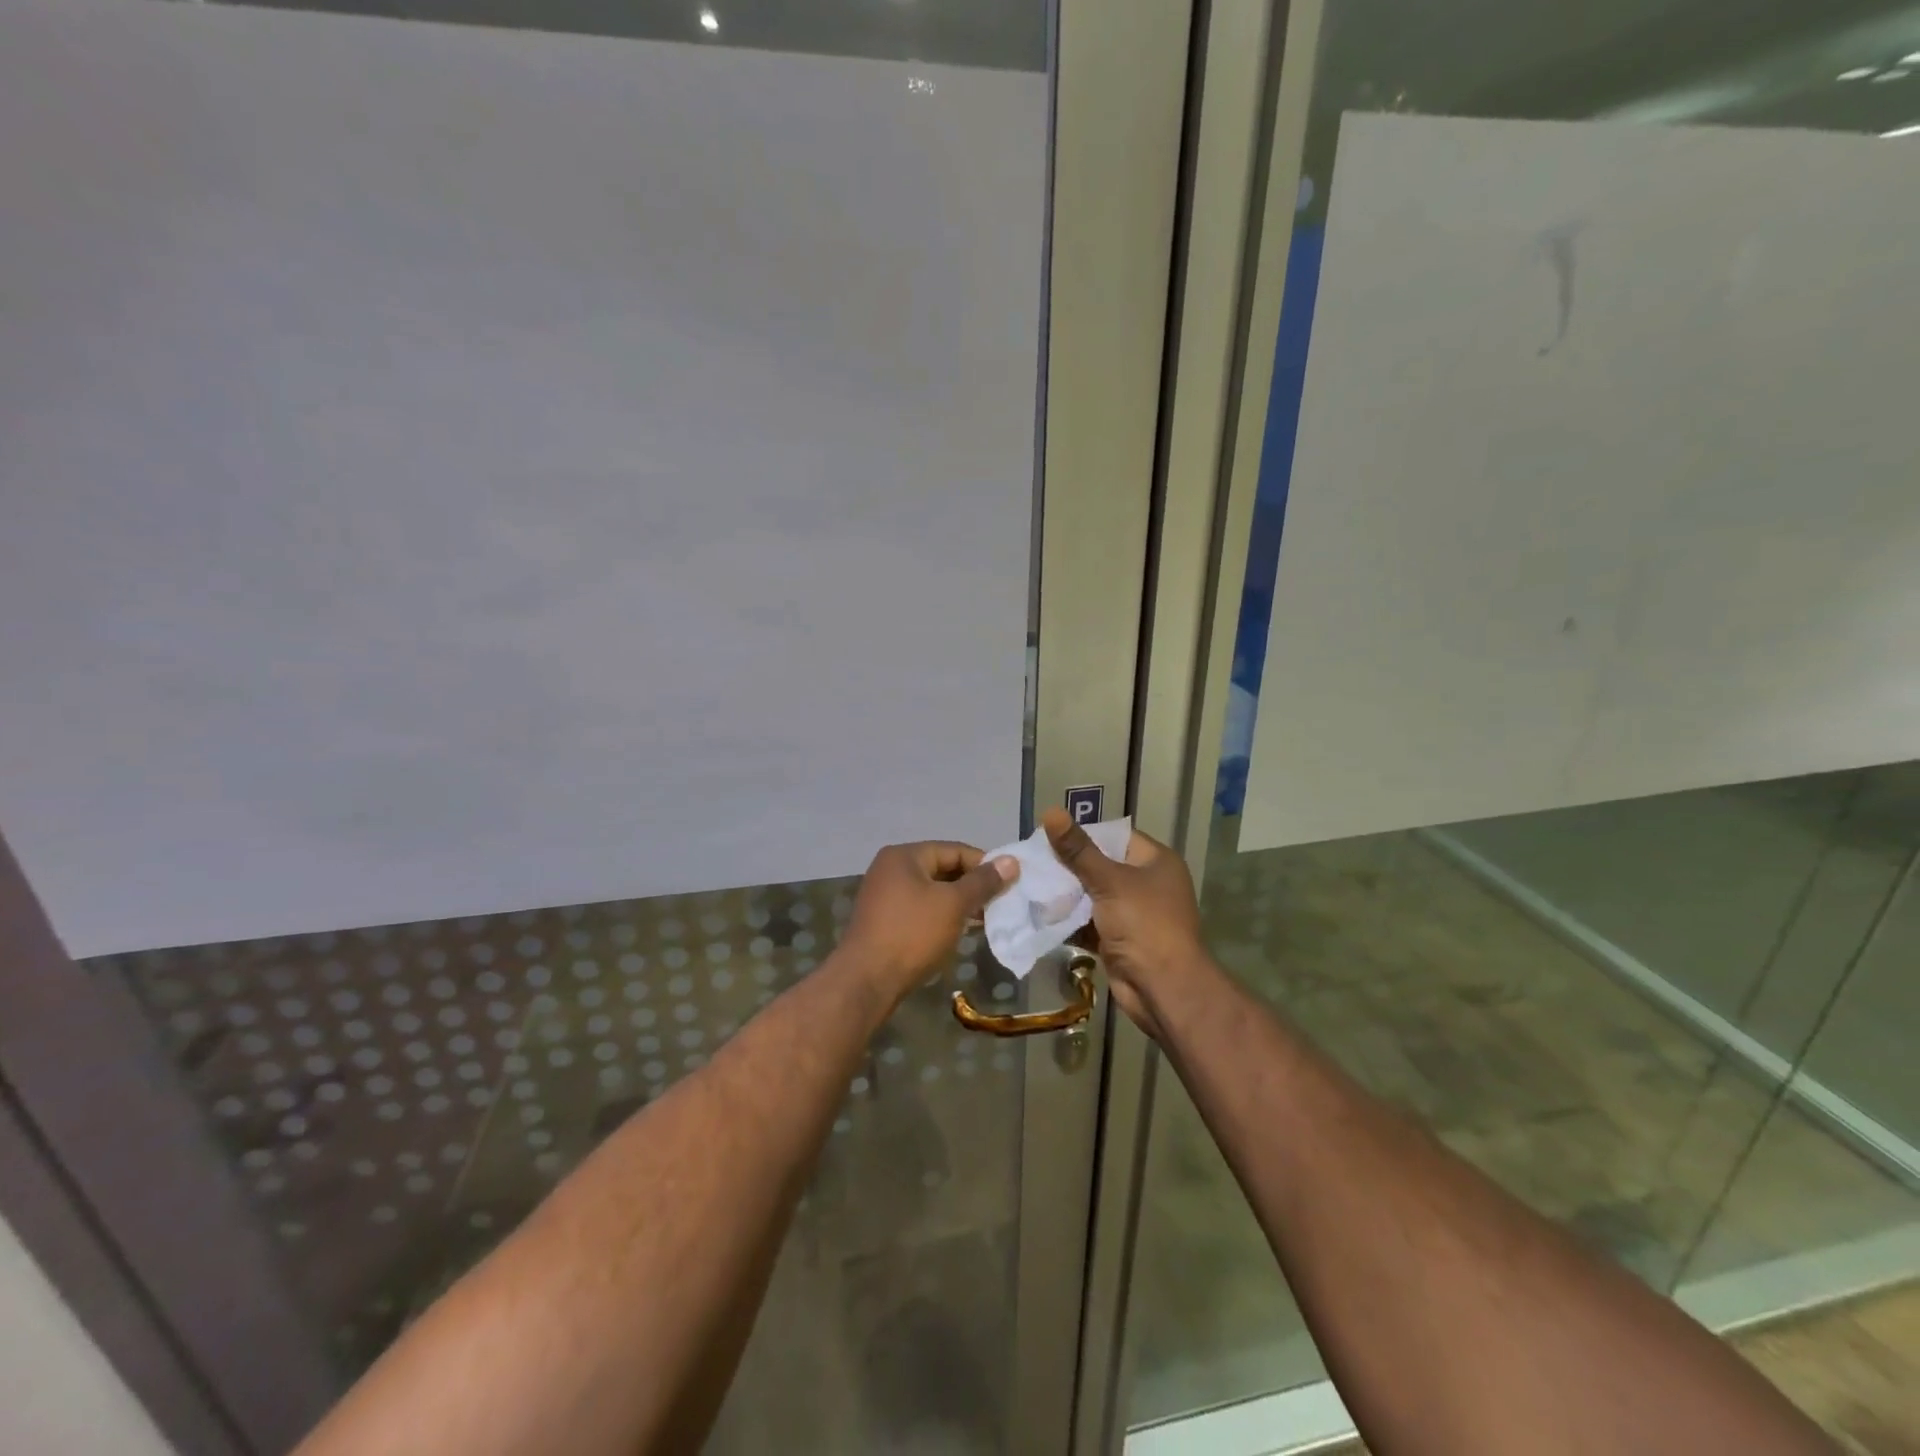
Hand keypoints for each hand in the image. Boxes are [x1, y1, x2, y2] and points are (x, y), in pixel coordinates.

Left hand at [841, 842, 1018, 1002]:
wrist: (866, 981)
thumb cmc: (912, 934)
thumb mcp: (953, 904)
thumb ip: (983, 882)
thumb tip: (1011, 861)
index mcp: (904, 856)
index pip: (954, 850)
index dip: (984, 864)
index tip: (1010, 882)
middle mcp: (891, 869)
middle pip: (942, 868)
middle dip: (972, 885)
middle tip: (1000, 902)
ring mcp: (884, 895)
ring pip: (932, 891)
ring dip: (959, 903)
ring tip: (985, 919)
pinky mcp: (884, 920)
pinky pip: (920, 908)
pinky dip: (941, 915)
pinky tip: (959, 931)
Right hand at [1042, 808, 1205, 1035]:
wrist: (1162, 988)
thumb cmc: (1143, 924)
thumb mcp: (1109, 881)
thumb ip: (1077, 850)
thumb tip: (1050, 812)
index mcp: (1155, 861)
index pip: (1114, 836)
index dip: (1083, 834)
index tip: (1047, 834)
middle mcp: (1147, 883)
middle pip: (1101, 865)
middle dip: (1067, 866)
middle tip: (1031, 861)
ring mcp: (1133, 913)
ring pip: (1092, 895)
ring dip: (1065, 894)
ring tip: (1028, 883)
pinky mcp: (1118, 938)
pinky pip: (1089, 921)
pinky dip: (1069, 919)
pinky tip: (1039, 913)